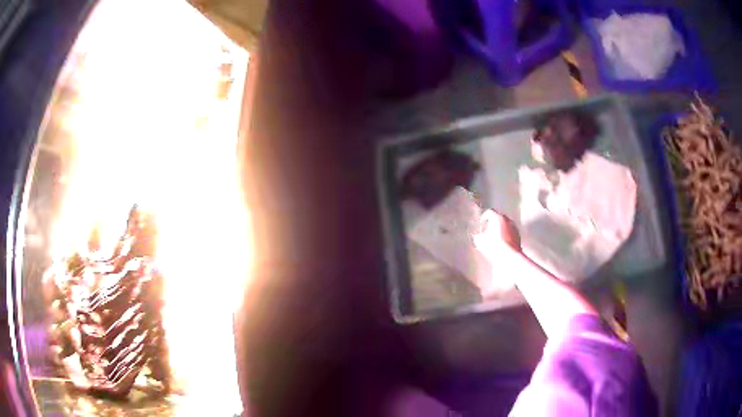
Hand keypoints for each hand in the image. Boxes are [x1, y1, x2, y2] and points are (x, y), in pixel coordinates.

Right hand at [473, 210, 521, 264]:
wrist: (509, 256)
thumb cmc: (494, 247)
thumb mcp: (480, 241)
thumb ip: (478, 235)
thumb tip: (478, 236)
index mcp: (497, 217)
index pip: (489, 212)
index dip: (484, 217)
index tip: (482, 223)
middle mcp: (507, 220)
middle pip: (499, 218)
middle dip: (493, 223)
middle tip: (488, 231)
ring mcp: (514, 227)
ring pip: (506, 225)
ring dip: (501, 229)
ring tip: (496, 239)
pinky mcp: (518, 236)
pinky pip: (511, 233)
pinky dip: (507, 236)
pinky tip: (502, 244)